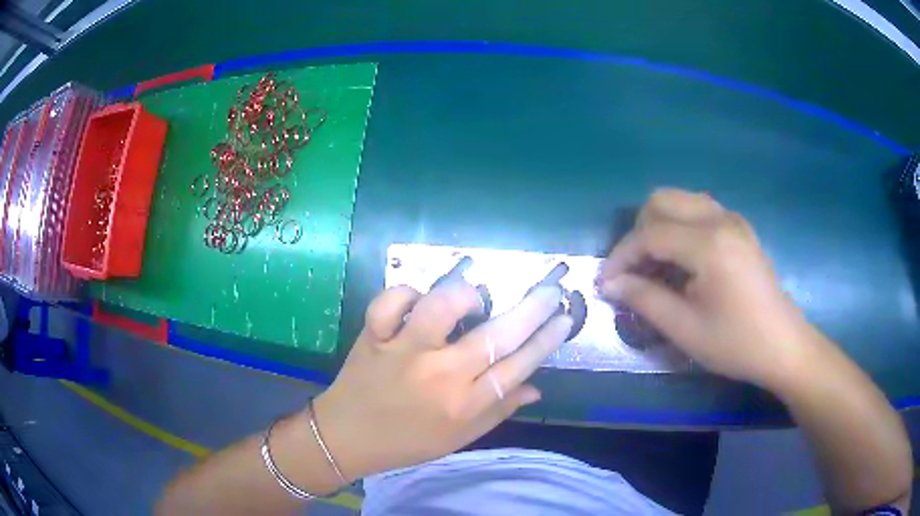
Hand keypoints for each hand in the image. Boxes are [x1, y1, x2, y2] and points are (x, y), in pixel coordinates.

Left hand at [312, 281, 571, 483]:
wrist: (346, 438)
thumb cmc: (407, 442)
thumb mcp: (458, 437)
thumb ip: (498, 411)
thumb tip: (536, 387)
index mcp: (463, 405)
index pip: (518, 367)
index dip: (546, 340)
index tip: (564, 318)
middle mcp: (439, 375)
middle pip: (495, 336)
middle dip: (532, 309)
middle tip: (551, 290)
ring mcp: (403, 352)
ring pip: (441, 308)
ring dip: (465, 297)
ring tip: (474, 300)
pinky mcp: (374, 336)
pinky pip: (391, 302)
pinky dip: (405, 293)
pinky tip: (416, 302)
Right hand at [597, 188, 814, 388]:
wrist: (783, 345)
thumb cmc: (736, 343)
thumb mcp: (686, 329)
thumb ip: (644, 299)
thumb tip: (612, 283)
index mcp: (709, 244)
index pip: (650, 233)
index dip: (622, 256)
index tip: (606, 282)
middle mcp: (720, 219)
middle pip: (662, 200)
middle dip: (639, 232)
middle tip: (634, 270)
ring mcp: (733, 220)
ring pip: (681, 201)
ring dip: (659, 226)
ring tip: (655, 265)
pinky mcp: (740, 228)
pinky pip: (700, 210)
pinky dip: (680, 227)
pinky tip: (682, 260)